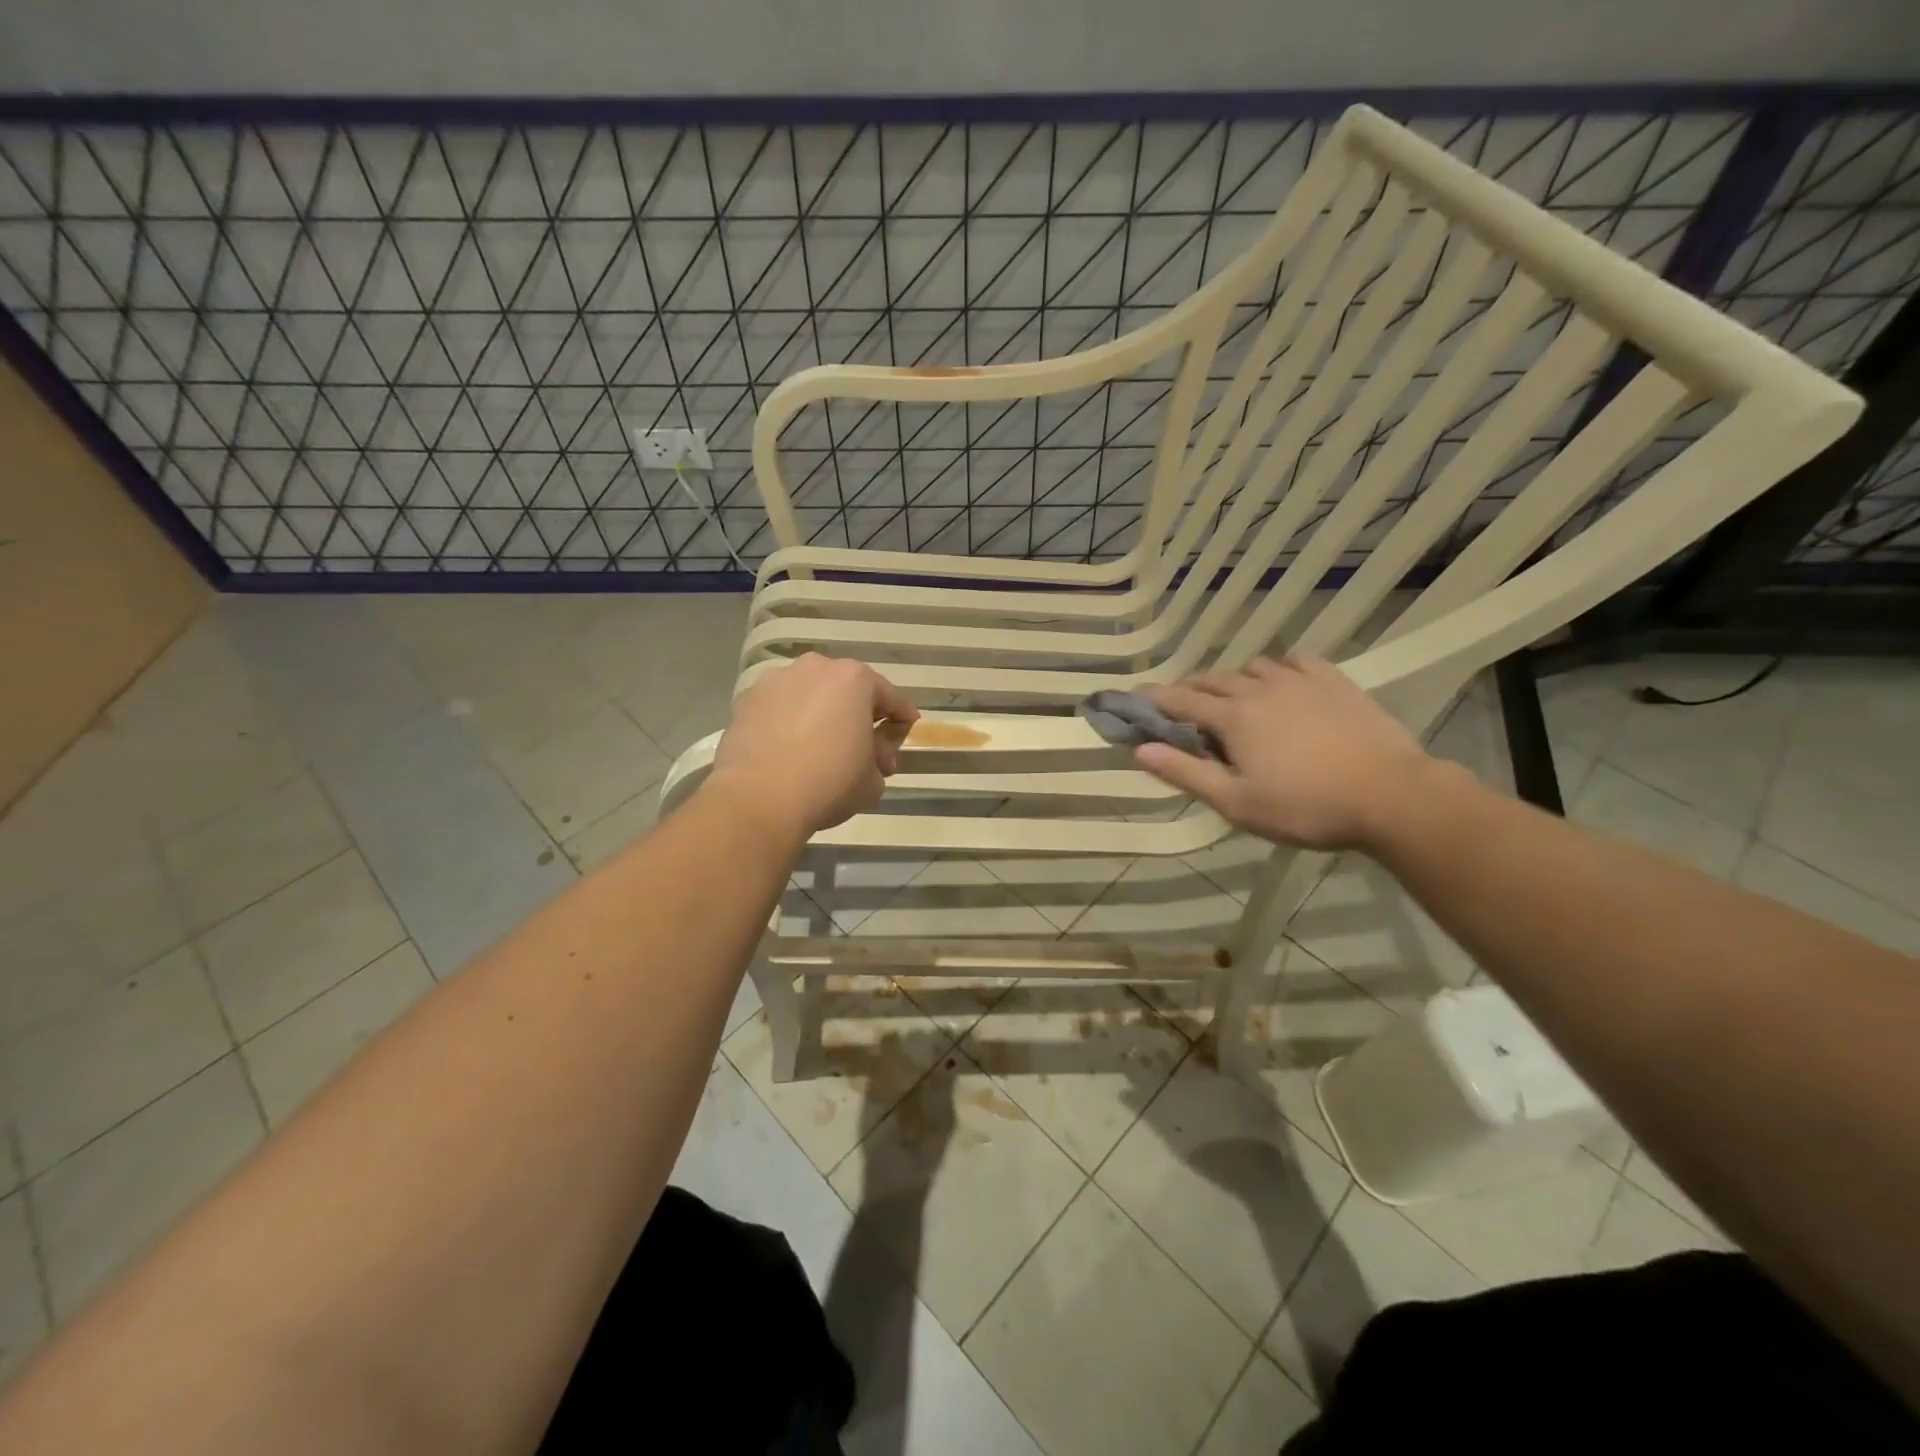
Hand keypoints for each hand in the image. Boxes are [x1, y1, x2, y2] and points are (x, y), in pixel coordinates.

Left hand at [708, 654, 918, 836]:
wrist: (759, 799)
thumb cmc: (830, 782)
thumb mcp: (873, 779)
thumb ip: (880, 758)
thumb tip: (873, 756)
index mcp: (854, 679)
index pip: (890, 697)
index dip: (902, 717)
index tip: (907, 730)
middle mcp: (815, 668)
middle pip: (847, 690)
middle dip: (858, 715)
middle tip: (864, 747)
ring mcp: (775, 681)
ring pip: (809, 696)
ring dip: (820, 715)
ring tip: (820, 748)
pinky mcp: (746, 701)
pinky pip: (779, 709)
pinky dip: (788, 723)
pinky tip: (789, 751)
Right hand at [1135, 656, 1434, 851]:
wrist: (1391, 796)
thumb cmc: (1305, 807)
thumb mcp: (1236, 803)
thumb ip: (1186, 773)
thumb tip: (1141, 750)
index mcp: (1233, 718)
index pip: (1180, 700)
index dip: (1154, 698)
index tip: (1134, 697)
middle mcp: (1260, 689)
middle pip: (1214, 679)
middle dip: (1191, 689)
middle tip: (1181, 706)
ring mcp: (1300, 681)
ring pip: (1253, 667)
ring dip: (1233, 679)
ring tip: (1233, 698)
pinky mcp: (1335, 682)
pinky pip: (1296, 661)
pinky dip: (1278, 669)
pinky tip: (1281, 682)